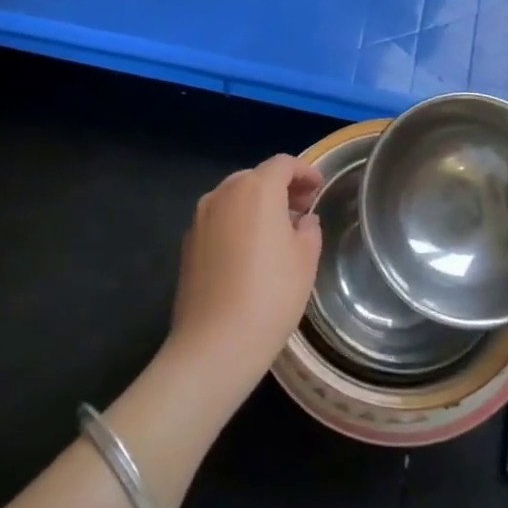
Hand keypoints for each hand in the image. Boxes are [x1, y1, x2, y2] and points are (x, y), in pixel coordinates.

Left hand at [168, 155, 323, 397]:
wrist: (215, 343)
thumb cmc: (271, 295)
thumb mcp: (306, 259)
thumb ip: (308, 229)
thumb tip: (301, 221)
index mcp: (256, 189)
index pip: (283, 164)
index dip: (305, 172)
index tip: (319, 188)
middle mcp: (224, 193)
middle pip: (256, 177)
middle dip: (280, 187)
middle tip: (302, 209)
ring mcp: (200, 217)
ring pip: (234, 197)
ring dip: (257, 204)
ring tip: (277, 230)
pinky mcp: (188, 242)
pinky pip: (219, 219)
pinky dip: (237, 223)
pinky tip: (250, 251)